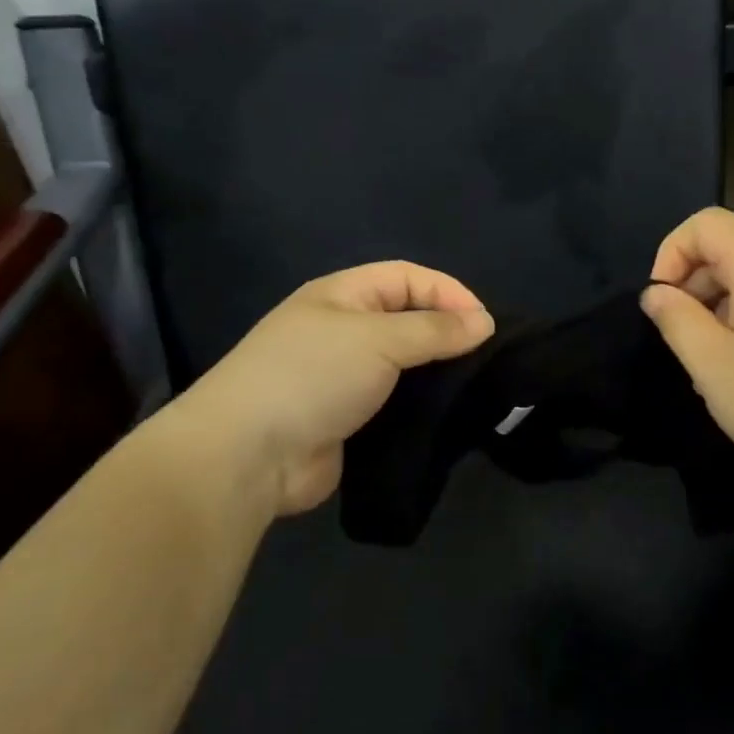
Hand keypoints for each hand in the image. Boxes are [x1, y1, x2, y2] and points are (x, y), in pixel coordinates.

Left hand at [166, 262, 494, 517]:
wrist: (249, 455)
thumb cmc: (312, 376)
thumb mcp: (378, 340)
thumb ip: (434, 329)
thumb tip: (484, 322)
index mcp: (341, 295)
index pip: (408, 277)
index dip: (448, 292)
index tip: (485, 324)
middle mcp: (342, 329)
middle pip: (407, 317)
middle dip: (447, 330)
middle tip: (485, 355)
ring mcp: (343, 376)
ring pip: (404, 363)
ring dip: (437, 370)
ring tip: (475, 384)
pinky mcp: (349, 418)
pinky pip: (395, 401)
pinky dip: (421, 404)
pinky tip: (448, 413)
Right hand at [640, 208, 733, 497]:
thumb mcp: (714, 367)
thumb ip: (677, 322)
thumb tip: (657, 293)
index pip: (705, 224)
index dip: (671, 254)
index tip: (663, 304)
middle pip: (730, 249)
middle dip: (695, 287)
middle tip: (687, 344)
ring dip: (722, 311)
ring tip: (718, 368)